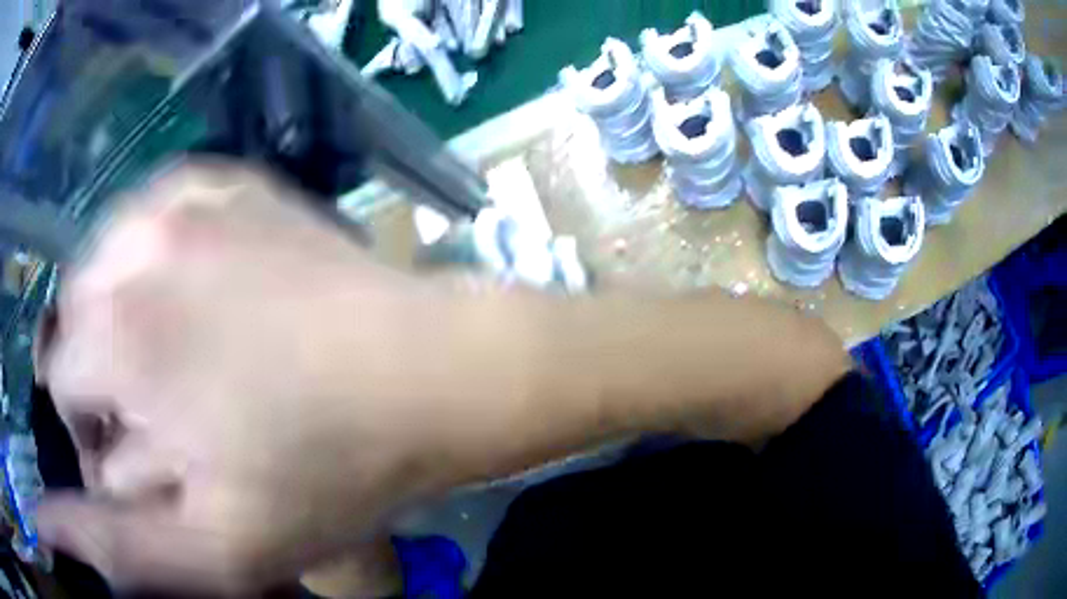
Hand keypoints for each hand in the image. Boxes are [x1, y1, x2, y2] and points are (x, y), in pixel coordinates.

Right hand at [37, 162, 495, 593]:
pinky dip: (158, 259)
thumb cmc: (330, 470)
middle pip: (79, 315)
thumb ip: (119, 543)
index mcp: (120, 330)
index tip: (140, 443)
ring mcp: (188, 196)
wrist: (426, 372)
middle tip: (167, 404)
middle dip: (105, 364)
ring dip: (127, 310)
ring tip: (184, 353)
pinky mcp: (228, 180)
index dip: (94, 421)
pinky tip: (202, 295)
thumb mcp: (220, 546)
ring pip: (110, 261)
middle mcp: (139, 241)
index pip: (62, 378)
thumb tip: (48, 527)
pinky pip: (156, 216)